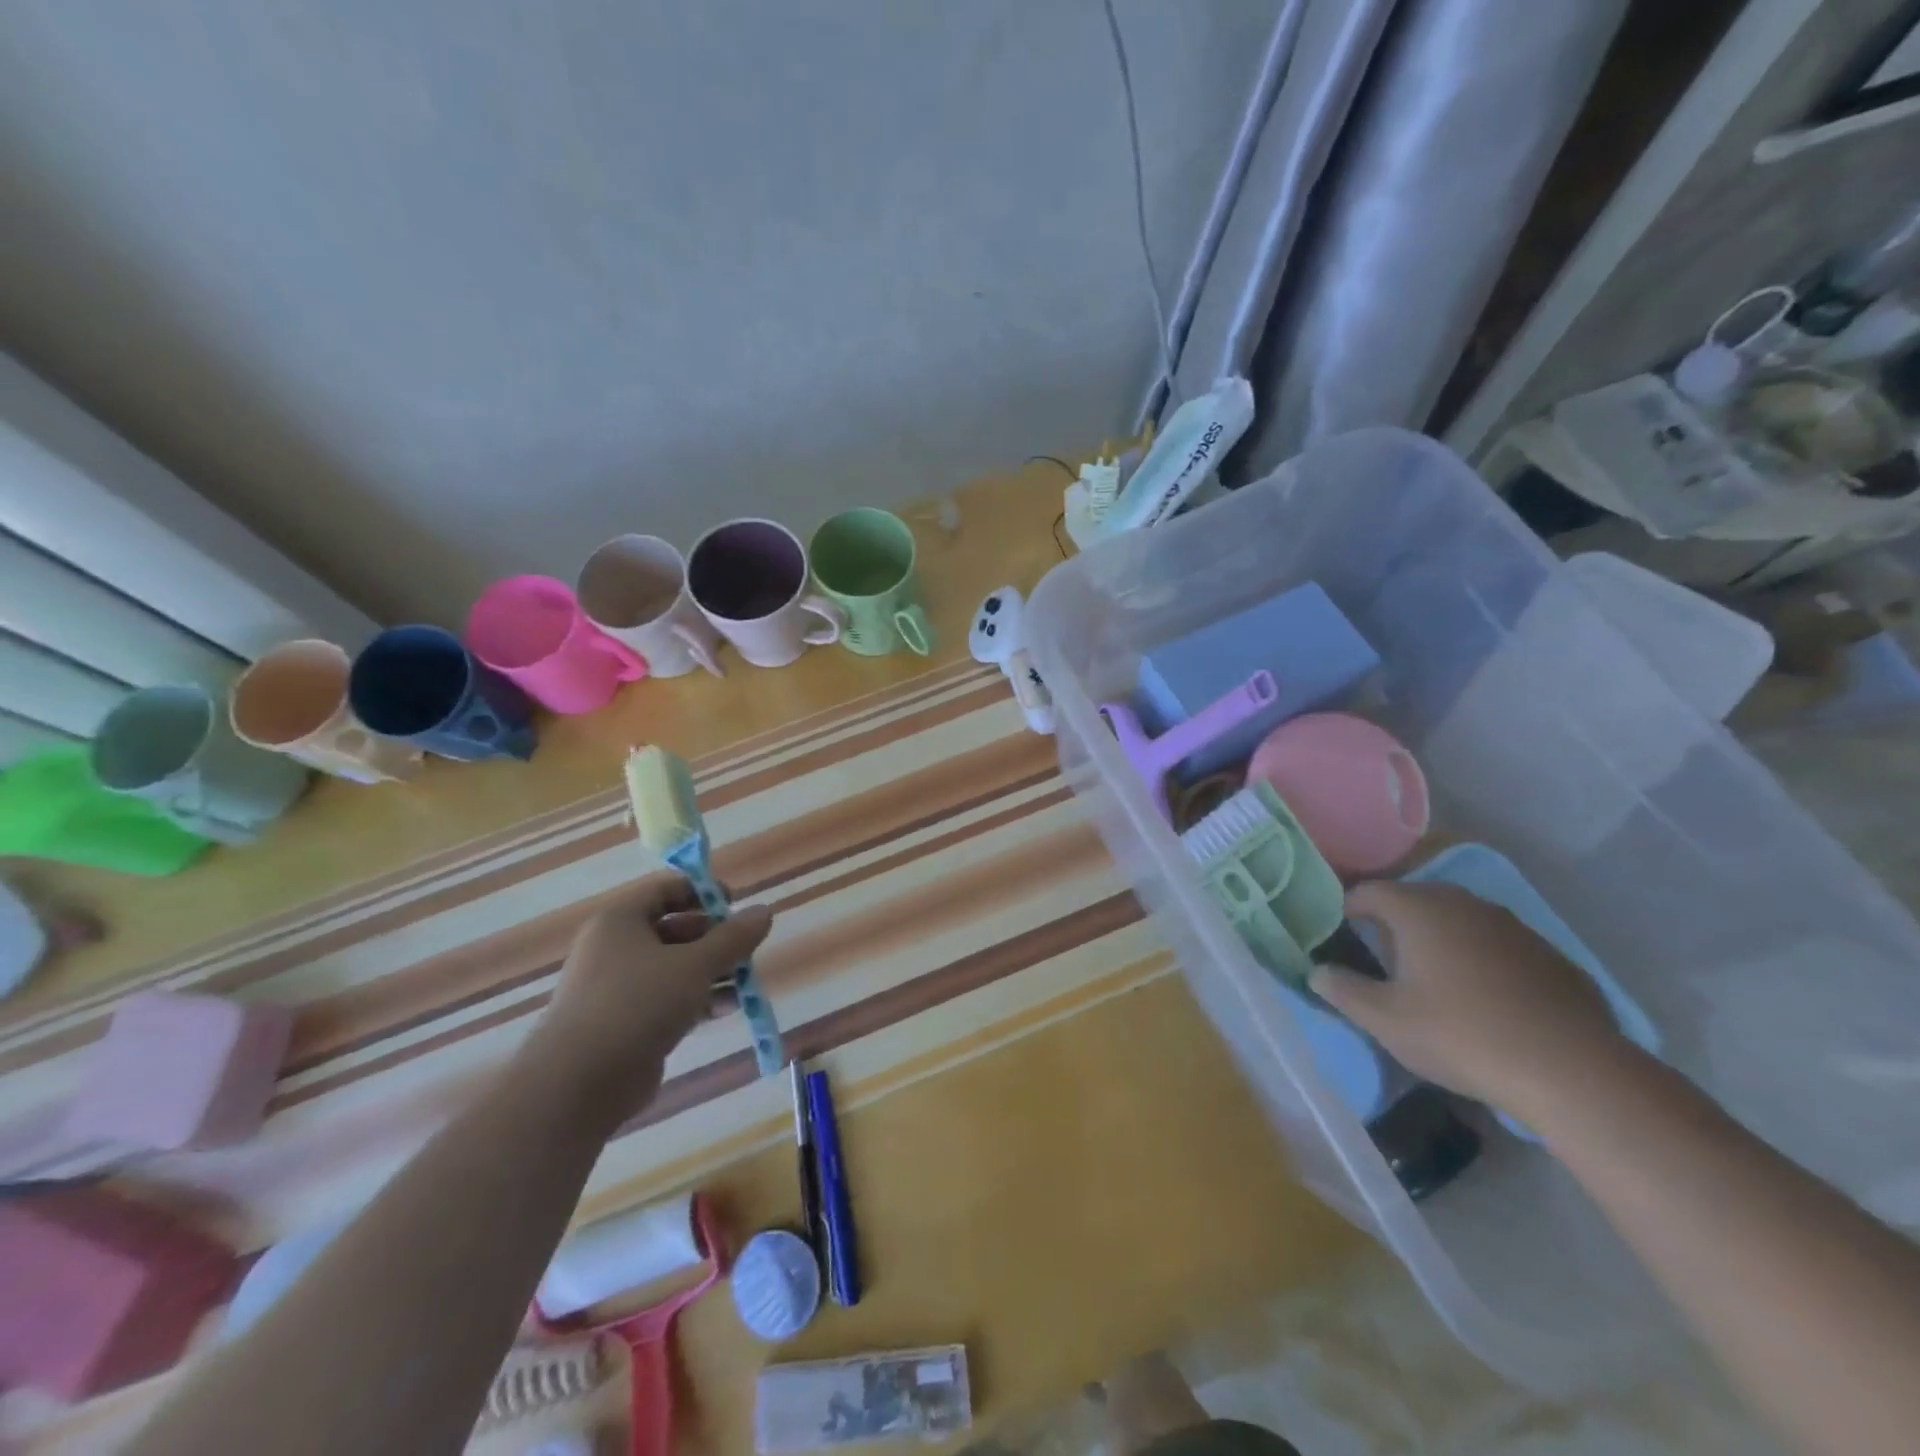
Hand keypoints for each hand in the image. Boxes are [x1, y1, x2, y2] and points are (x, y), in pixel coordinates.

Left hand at [525, 877, 772, 1118]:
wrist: (577, 1084)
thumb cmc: (637, 1005)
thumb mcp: (695, 965)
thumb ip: (733, 938)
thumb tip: (764, 911)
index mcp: (620, 921)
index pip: (666, 890)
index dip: (703, 892)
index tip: (736, 905)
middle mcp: (614, 948)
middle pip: (674, 929)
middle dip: (714, 938)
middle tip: (744, 949)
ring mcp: (617, 988)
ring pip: (674, 967)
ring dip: (712, 972)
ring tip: (745, 983)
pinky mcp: (625, 1023)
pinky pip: (667, 999)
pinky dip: (697, 999)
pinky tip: (728, 1009)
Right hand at [1308, 880, 1625, 1120]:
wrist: (1571, 1071)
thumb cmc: (1460, 1035)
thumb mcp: (1384, 1020)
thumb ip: (1342, 989)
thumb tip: (1317, 971)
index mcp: (1419, 909)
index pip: (1368, 892)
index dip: (1347, 911)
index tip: (1341, 938)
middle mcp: (1464, 904)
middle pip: (1415, 900)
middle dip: (1394, 925)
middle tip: (1383, 962)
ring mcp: (1512, 926)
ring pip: (1460, 921)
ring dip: (1440, 940)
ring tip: (1433, 981)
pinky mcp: (1550, 955)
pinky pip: (1498, 946)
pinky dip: (1482, 961)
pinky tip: (1487, 1001)